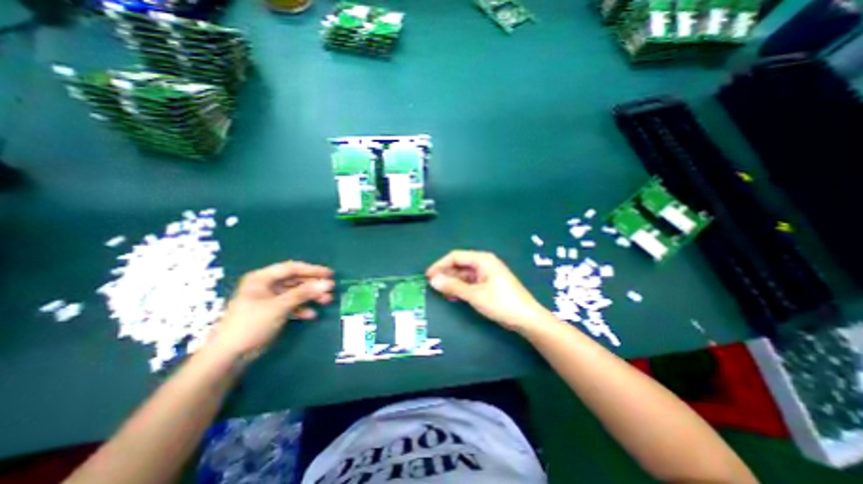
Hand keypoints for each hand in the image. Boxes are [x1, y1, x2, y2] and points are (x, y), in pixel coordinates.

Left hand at [207, 260, 331, 359]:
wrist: (229, 356)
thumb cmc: (251, 324)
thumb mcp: (280, 306)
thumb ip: (304, 293)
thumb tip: (328, 284)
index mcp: (262, 278)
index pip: (292, 268)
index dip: (312, 270)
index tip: (330, 274)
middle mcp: (266, 285)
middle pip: (295, 280)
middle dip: (313, 285)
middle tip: (330, 290)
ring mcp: (269, 299)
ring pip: (295, 293)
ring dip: (310, 297)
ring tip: (326, 301)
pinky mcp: (272, 311)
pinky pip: (291, 304)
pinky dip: (302, 308)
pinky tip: (311, 315)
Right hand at [428, 250, 548, 333]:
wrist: (527, 318)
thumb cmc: (501, 303)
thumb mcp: (474, 295)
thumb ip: (453, 286)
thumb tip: (433, 280)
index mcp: (482, 259)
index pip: (455, 256)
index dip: (440, 265)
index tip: (428, 276)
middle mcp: (484, 263)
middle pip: (460, 264)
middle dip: (446, 274)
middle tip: (433, 286)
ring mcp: (487, 273)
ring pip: (464, 274)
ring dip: (453, 282)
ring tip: (442, 293)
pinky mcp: (489, 283)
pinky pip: (471, 282)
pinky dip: (461, 288)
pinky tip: (454, 296)